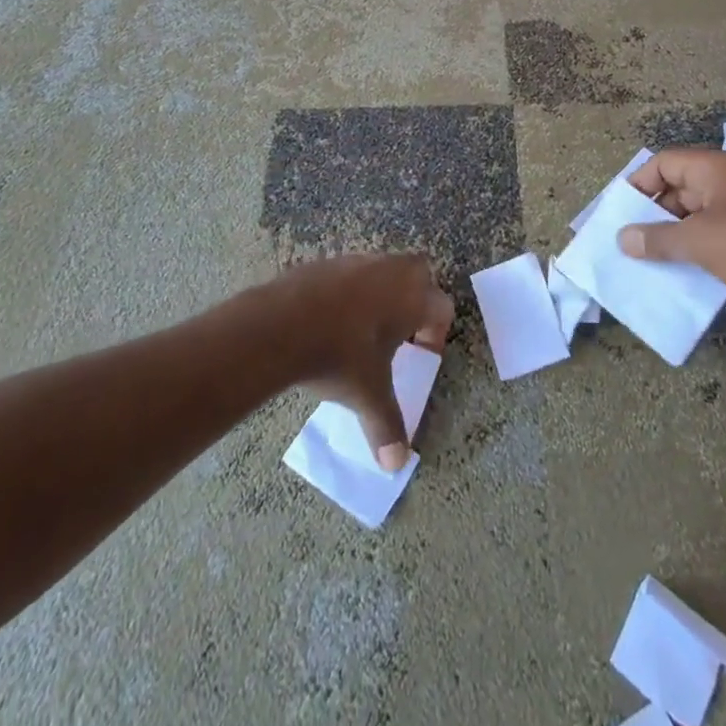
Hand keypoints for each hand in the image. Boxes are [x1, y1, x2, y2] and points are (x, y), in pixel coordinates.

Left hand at [272, 255, 454, 471]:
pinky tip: (330, 321)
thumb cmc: (340, 356)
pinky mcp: (328, 261)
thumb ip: (387, 426)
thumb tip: (397, 464)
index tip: (420, 355)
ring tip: (362, 330)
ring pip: (383, 271)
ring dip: (381, 294)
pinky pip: (350, 274)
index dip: (436, 334)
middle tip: (399, 333)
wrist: (282, 324)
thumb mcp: (368, 395)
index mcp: (413, 297)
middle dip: (415, 301)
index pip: (443, 307)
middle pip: (419, 275)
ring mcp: (358, 261)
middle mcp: (392, 270)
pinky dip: (349, 293)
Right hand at [618, 148, 725, 329]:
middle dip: (653, 214)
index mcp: (714, 169)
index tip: (619, 213)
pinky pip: (717, 240)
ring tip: (648, 263)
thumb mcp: (699, 241)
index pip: (664, 163)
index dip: (638, 184)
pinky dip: (698, 254)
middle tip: (628, 243)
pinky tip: (683, 277)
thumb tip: (623, 238)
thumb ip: (658, 239)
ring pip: (698, 218)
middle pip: (679, 189)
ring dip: (674, 238)